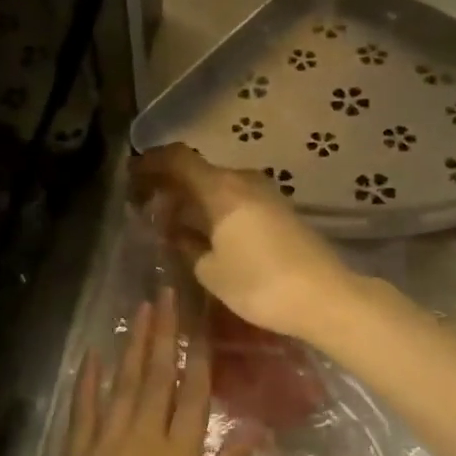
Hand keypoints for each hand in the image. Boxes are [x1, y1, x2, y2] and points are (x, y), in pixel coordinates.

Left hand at [53, 289, 253, 455]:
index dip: (197, 356)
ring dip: (132, 346)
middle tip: (165, 296)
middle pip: (156, 378)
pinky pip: (82, 412)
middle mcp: (142, 441)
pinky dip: (87, 382)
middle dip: (163, 335)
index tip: (199, 323)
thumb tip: (249, 428)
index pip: (192, 395)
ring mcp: (104, 448)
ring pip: (121, 385)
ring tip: (139, 311)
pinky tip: (92, 356)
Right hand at [132, 144, 363, 343]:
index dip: (151, 163)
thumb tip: (176, 232)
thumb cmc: (260, 283)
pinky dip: (214, 208)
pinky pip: (236, 198)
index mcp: (220, 188)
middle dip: (170, 184)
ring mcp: (265, 193)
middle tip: (145, 205)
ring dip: (193, 198)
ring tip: (172, 222)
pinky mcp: (279, 210)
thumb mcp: (211, 271)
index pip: (177, 158)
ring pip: (218, 185)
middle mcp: (243, 180)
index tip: (131, 176)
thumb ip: (187, 245)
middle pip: (198, 170)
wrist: (325, 297)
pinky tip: (205, 232)